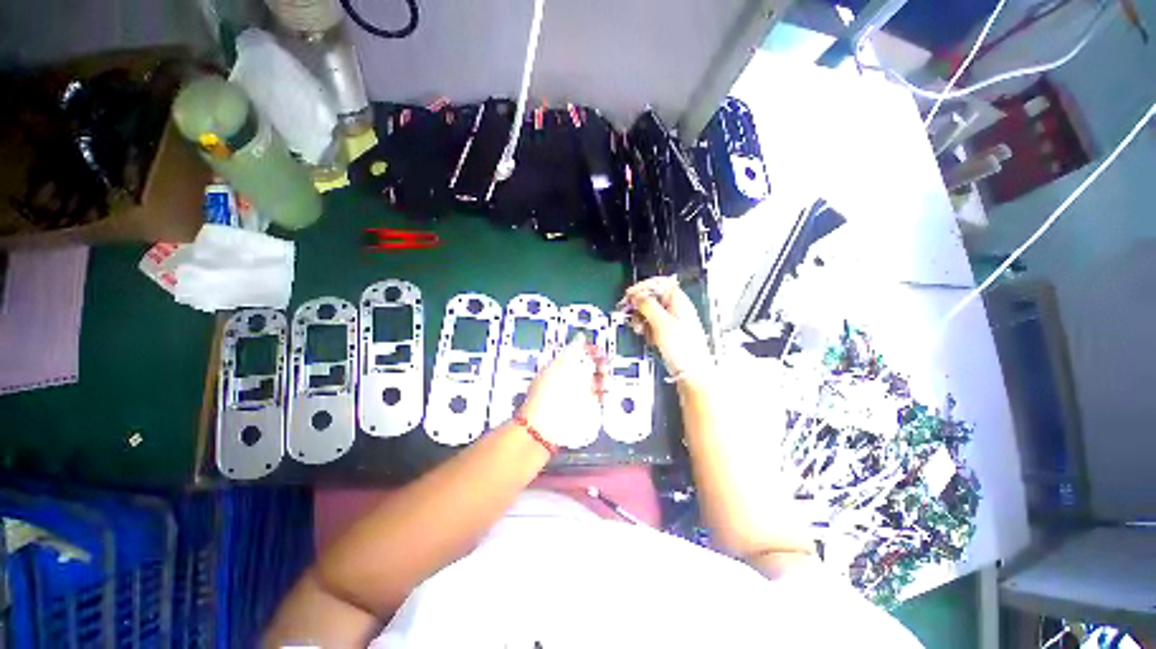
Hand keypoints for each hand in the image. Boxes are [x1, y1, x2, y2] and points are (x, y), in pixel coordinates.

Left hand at [518, 334, 605, 447]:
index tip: (598, 349)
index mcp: (560, 367)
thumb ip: (573, 350)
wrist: (546, 424)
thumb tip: (581, 338)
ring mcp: (578, 394)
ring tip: (605, 379)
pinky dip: (604, 393)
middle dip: (599, 363)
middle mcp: (569, 380)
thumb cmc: (548, 392)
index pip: (578, 354)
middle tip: (604, 363)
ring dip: (604, 377)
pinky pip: (599, 397)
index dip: (589, 350)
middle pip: (590, 367)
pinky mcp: (585, 408)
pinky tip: (605, 391)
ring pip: (596, 381)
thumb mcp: (561, 365)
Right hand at [622, 276, 711, 379]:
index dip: (644, 286)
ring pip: (650, 311)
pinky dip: (645, 327)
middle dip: (639, 304)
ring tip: (638, 327)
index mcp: (679, 301)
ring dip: (640, 317)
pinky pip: (651, 323)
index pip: (660, 283)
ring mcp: (671, 321)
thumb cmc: (682, 348)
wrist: (691, 372)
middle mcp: (675, 308)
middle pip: (653, 297)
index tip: (631, 295)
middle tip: (628, 311)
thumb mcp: (662, 323)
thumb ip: (648, 306)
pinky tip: (644, 334)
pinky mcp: (666, 332)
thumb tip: (637, 295)